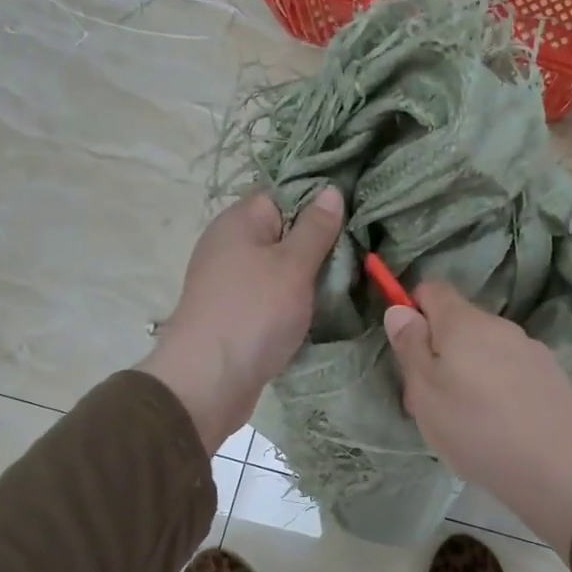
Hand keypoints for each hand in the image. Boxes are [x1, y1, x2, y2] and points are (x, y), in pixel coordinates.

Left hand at [140, 188, 343, 452]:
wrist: (209, 381)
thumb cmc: (254, 313)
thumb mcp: (293, 265)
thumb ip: (315, 228)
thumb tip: (331, 190)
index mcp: (239, 221)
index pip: (283, 193)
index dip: (318, 200)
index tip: (355, 211)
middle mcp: (230, 245)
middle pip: (283, 231)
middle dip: (319, 241)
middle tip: (361, 249)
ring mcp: (231, 282)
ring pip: (280, 267)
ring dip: (310, 275)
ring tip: (350, 279)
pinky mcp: (237, 313)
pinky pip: (272, 296)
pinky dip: (295, 300)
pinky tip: (322, 308)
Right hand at [385, 281, 571, 557]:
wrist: (559, 468)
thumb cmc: (477, 428)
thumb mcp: (425, 392)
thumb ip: (410, 347)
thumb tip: (400, 309)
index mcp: (464, 322)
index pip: (433, 289)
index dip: (413, 310)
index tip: (406, 349)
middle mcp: (500, 326)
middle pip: (459, 323)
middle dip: (438, 352)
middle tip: (429, 401)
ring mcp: (530, 349)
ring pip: (485, 350)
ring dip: (468, 372)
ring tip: (465, 421)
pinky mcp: (550, 376)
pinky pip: (510, 370)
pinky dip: (496, 388)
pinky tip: (499, 425)